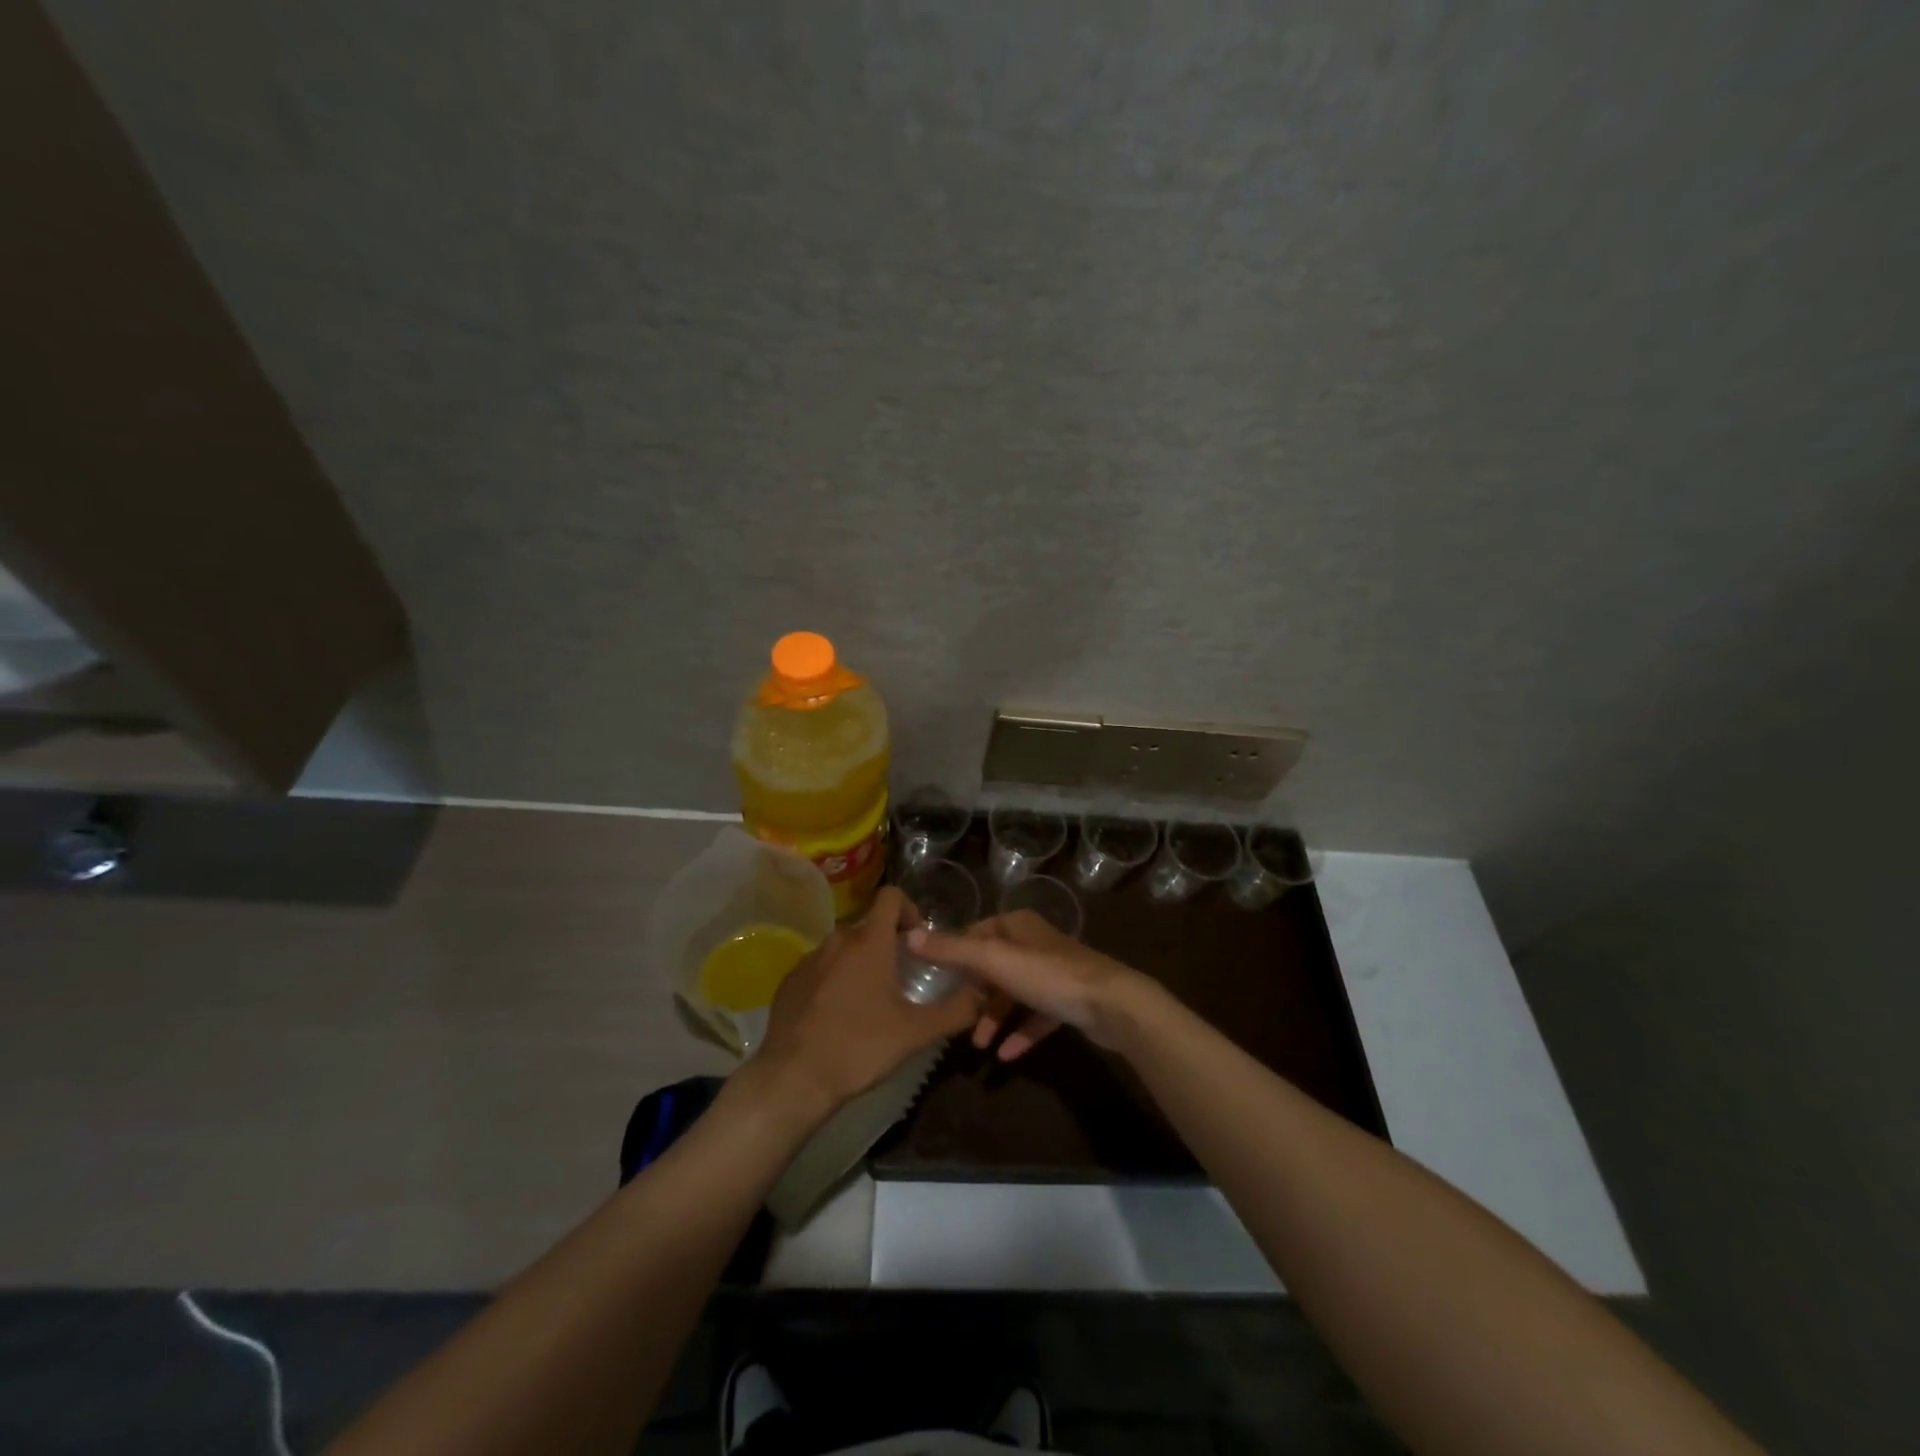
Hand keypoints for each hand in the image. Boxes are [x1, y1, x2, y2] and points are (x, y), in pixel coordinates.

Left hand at [755, 887, 983, 1116]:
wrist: (793, 1078)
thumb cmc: (860, 1047)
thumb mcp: (916, 1033)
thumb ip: (955, 1010)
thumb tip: (981, 994)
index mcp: (869, 942)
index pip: (891, 896)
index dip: (909, 909)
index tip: (918, 940)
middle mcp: (837, 940)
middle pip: (869, 927)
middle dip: (887, 945)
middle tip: (900, 980)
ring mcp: (809, 959)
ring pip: (843, 949)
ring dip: (860, 964)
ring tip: (869, 1002)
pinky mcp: (790, 981)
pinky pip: (820, 968)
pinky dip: (833, 981)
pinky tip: (838, 1016)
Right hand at [909, 910, 1153, 1060]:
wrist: (1112, 1005)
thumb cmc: (1049, 976)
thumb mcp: (994, 960)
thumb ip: (952, 950)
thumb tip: (910, 935)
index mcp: (1018, 926)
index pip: (977, 932)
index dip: (956, 952)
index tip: (934, 977)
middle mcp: (1035, 944)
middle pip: (995, 965)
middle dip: (974, 992)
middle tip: (953, 1016)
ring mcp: (1054, 973)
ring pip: (1014, 993)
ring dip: (995, 1017)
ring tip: (977, 1044)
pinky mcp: (1068, 1001)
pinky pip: (1036, 1017)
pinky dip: (1020, 1033)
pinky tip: (1005, 1057)